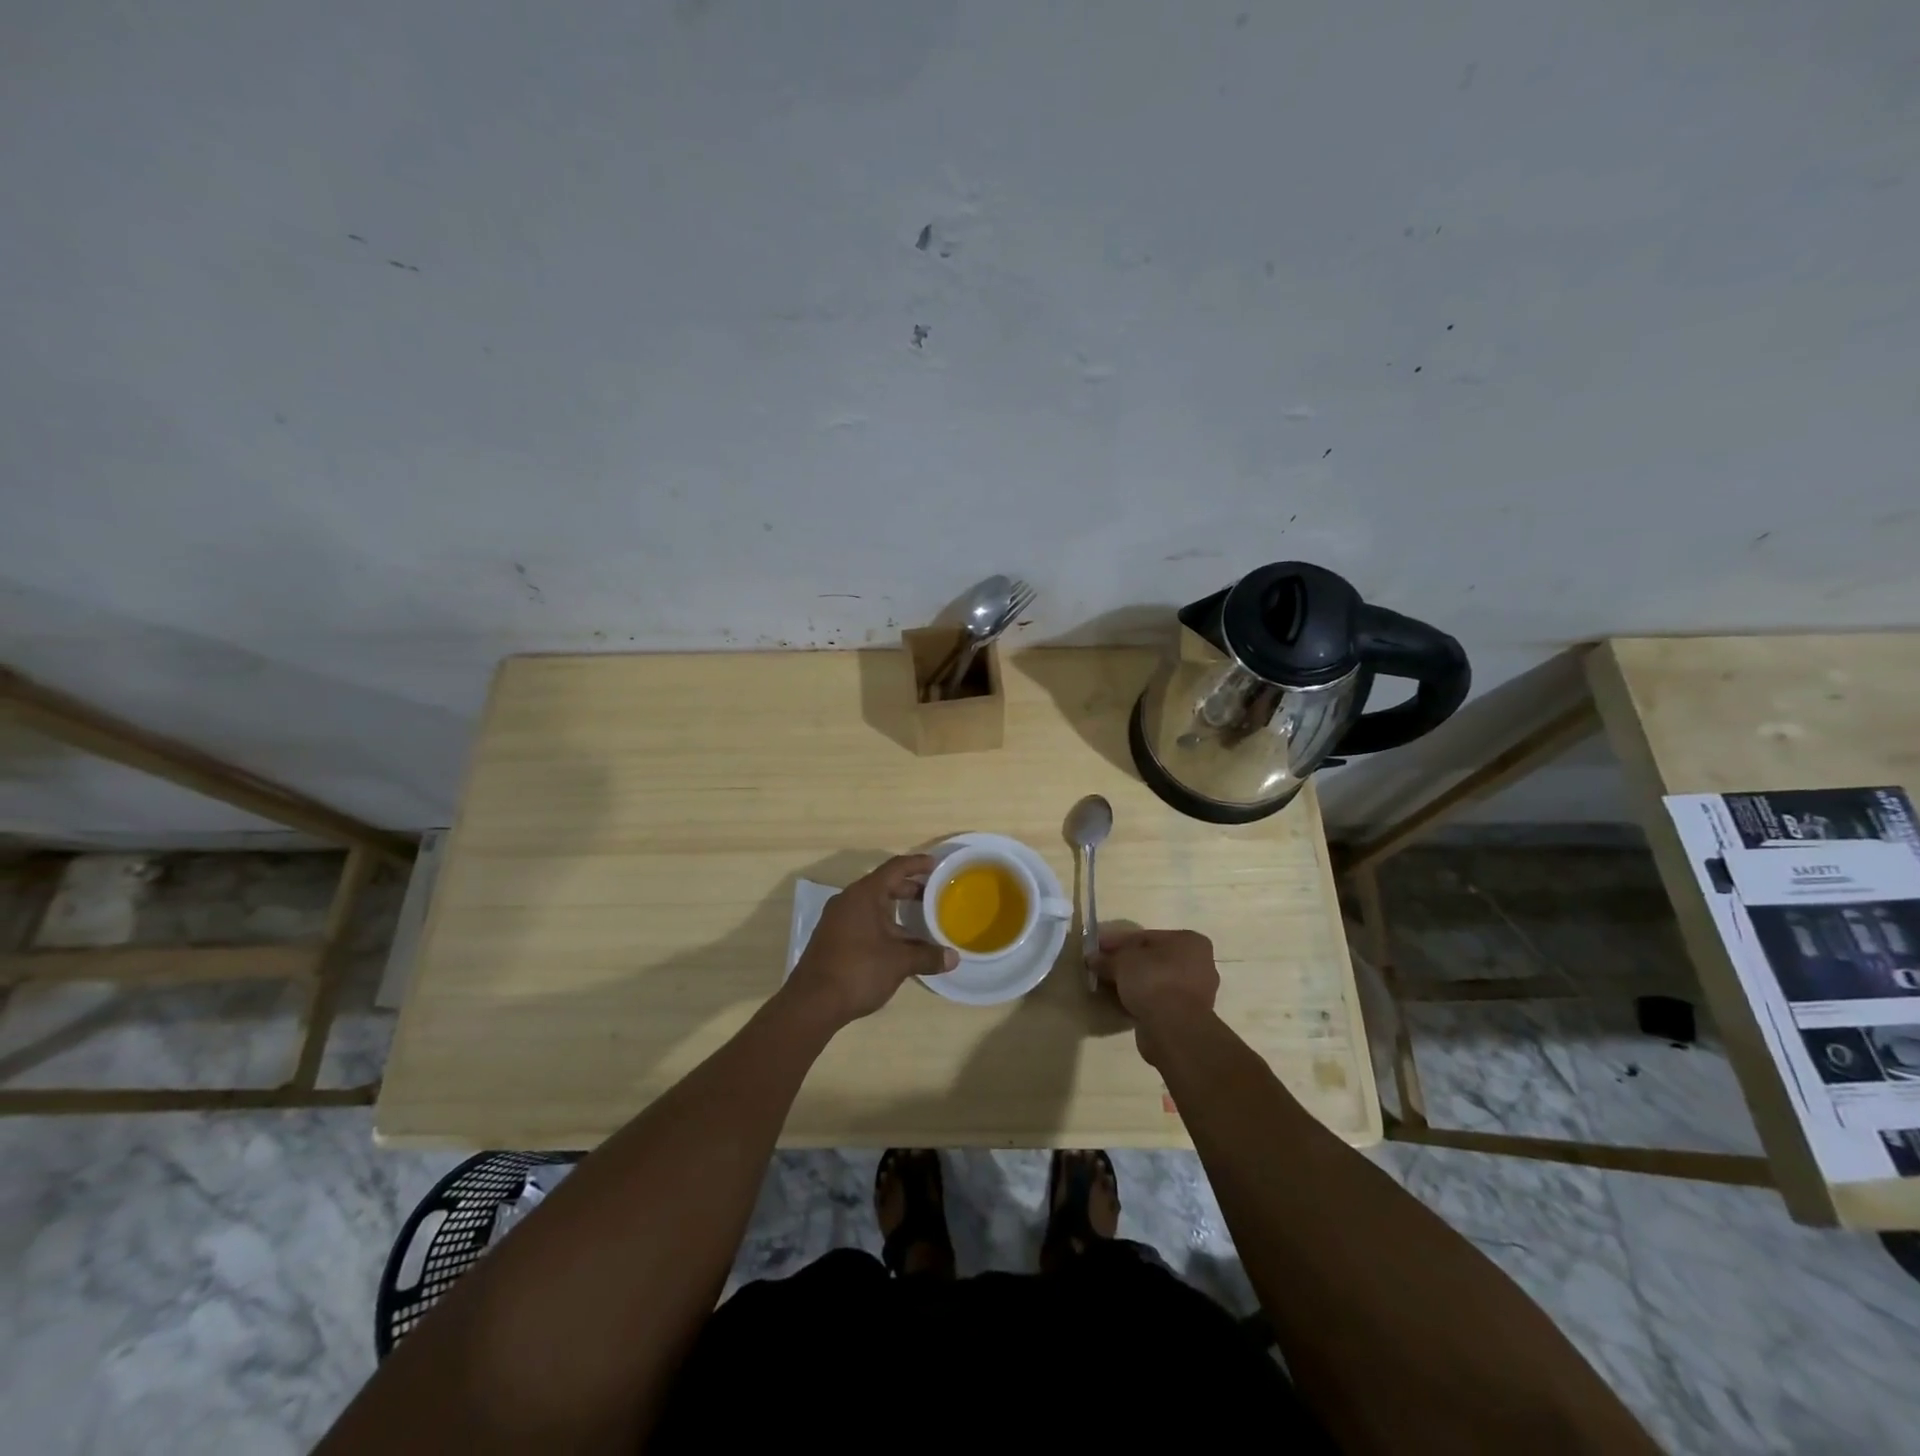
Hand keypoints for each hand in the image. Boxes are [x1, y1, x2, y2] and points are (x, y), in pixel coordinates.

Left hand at [785, 854, 957, 1027]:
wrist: (812, 1003)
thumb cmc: (858, 971)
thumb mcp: (899, 962)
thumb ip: (927, 956)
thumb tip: (953, 957)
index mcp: (864, 894)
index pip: (895, 868)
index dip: (917, 864)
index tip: (936, 864)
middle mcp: (849, 900)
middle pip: (883, 885)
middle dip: (909, 888)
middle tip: (934, 894)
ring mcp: (837, 919)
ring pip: (873, 905)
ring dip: (896, 910)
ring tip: (921, 920)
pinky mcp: (832, 937)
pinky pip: (863, 920)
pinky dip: (883, 924)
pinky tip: (898, 942)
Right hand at [1091, 928, 1219, 1065]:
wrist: (1173, 1029)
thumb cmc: (1153, 981)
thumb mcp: (1122, 962)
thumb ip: (1107, 958)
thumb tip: (1092, 959)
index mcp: (1189, 941)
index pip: (1146, 937)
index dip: (1117, 942)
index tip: (1097, 948)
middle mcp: (1199, 964)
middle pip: (1152, 959)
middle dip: (1126, 963)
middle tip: (1101, 967)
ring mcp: (1196, 993)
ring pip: (1156, 981)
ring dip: (1133, 983)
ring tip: (1108, 987)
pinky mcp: (1188, 1017)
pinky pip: (1158, 1001)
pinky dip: (1141, 1001)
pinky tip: (1121, 1003)